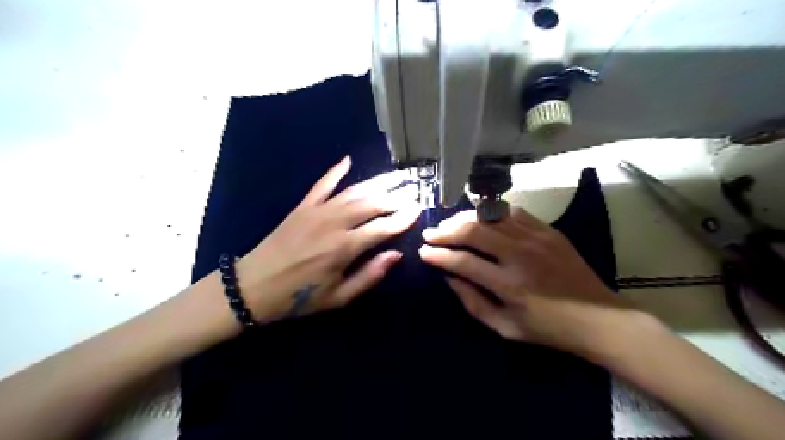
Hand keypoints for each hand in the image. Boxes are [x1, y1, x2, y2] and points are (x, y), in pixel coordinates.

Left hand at [236, 156, 423, 320]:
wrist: (253, 286)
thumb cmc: (299, 297)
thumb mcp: (338, 298)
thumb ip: (369, 275)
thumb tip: (396, 254)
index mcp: (344, 248)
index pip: (383, 227)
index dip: (403, 218)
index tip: (419, 208)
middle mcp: (334, 223)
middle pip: (372, 203)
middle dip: (396, 195)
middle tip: (414, 188)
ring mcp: (317, 211)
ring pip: (354, 191)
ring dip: (377, 182)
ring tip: (396, 175)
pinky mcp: (302, 206)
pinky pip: (322, 184)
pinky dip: (336, 171)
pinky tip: (348, 161)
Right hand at [416, 208, 629, 356]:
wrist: (599, 318)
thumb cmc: (549, 329)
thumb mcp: (506, 328)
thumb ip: (473, 303)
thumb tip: (450, 278)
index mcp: (509, 285)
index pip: (463, 261)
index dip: (438, 255)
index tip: (423, 252)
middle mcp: (520, 255)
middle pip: (473, 231)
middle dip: (446, 231)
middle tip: (431, 234)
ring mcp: (536, 238)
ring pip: (491, 217)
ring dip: (465, 218)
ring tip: (450, 224)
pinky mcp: (548, 230)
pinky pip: (513, 212)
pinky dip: (493, 213)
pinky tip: (483, 219)